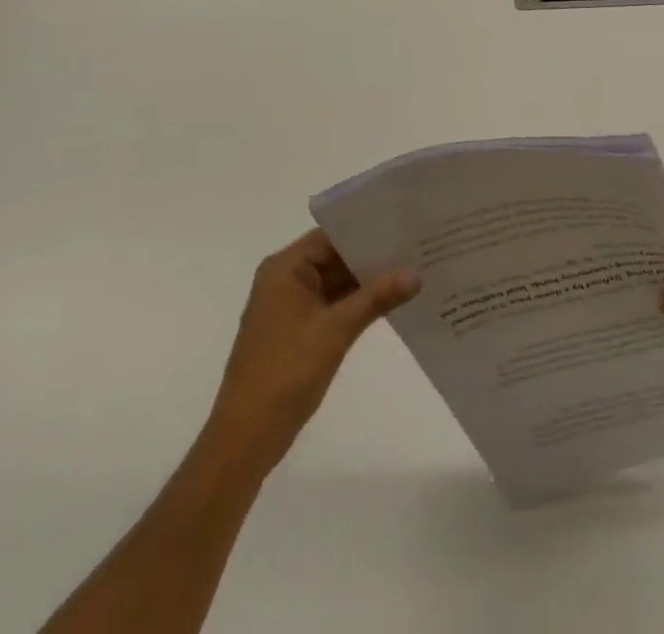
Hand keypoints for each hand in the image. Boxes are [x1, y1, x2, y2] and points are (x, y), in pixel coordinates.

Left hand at [203, 229, 417, 477]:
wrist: (246, 439)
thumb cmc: (285, 373)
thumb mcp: (336, 330)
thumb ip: (376, 298)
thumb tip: (417, 274)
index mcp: (285, 268)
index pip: (332, 235)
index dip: (368, 229)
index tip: (405, 225)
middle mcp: (286, 279)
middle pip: (335, 256)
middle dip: (373, 256)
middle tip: (418, 246)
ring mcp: (292, 306)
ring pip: (337, 282)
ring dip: (368, 281)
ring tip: (414, 268)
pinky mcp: (299, 330)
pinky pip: (334, 304)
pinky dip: (358, 303)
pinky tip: (391, 301)